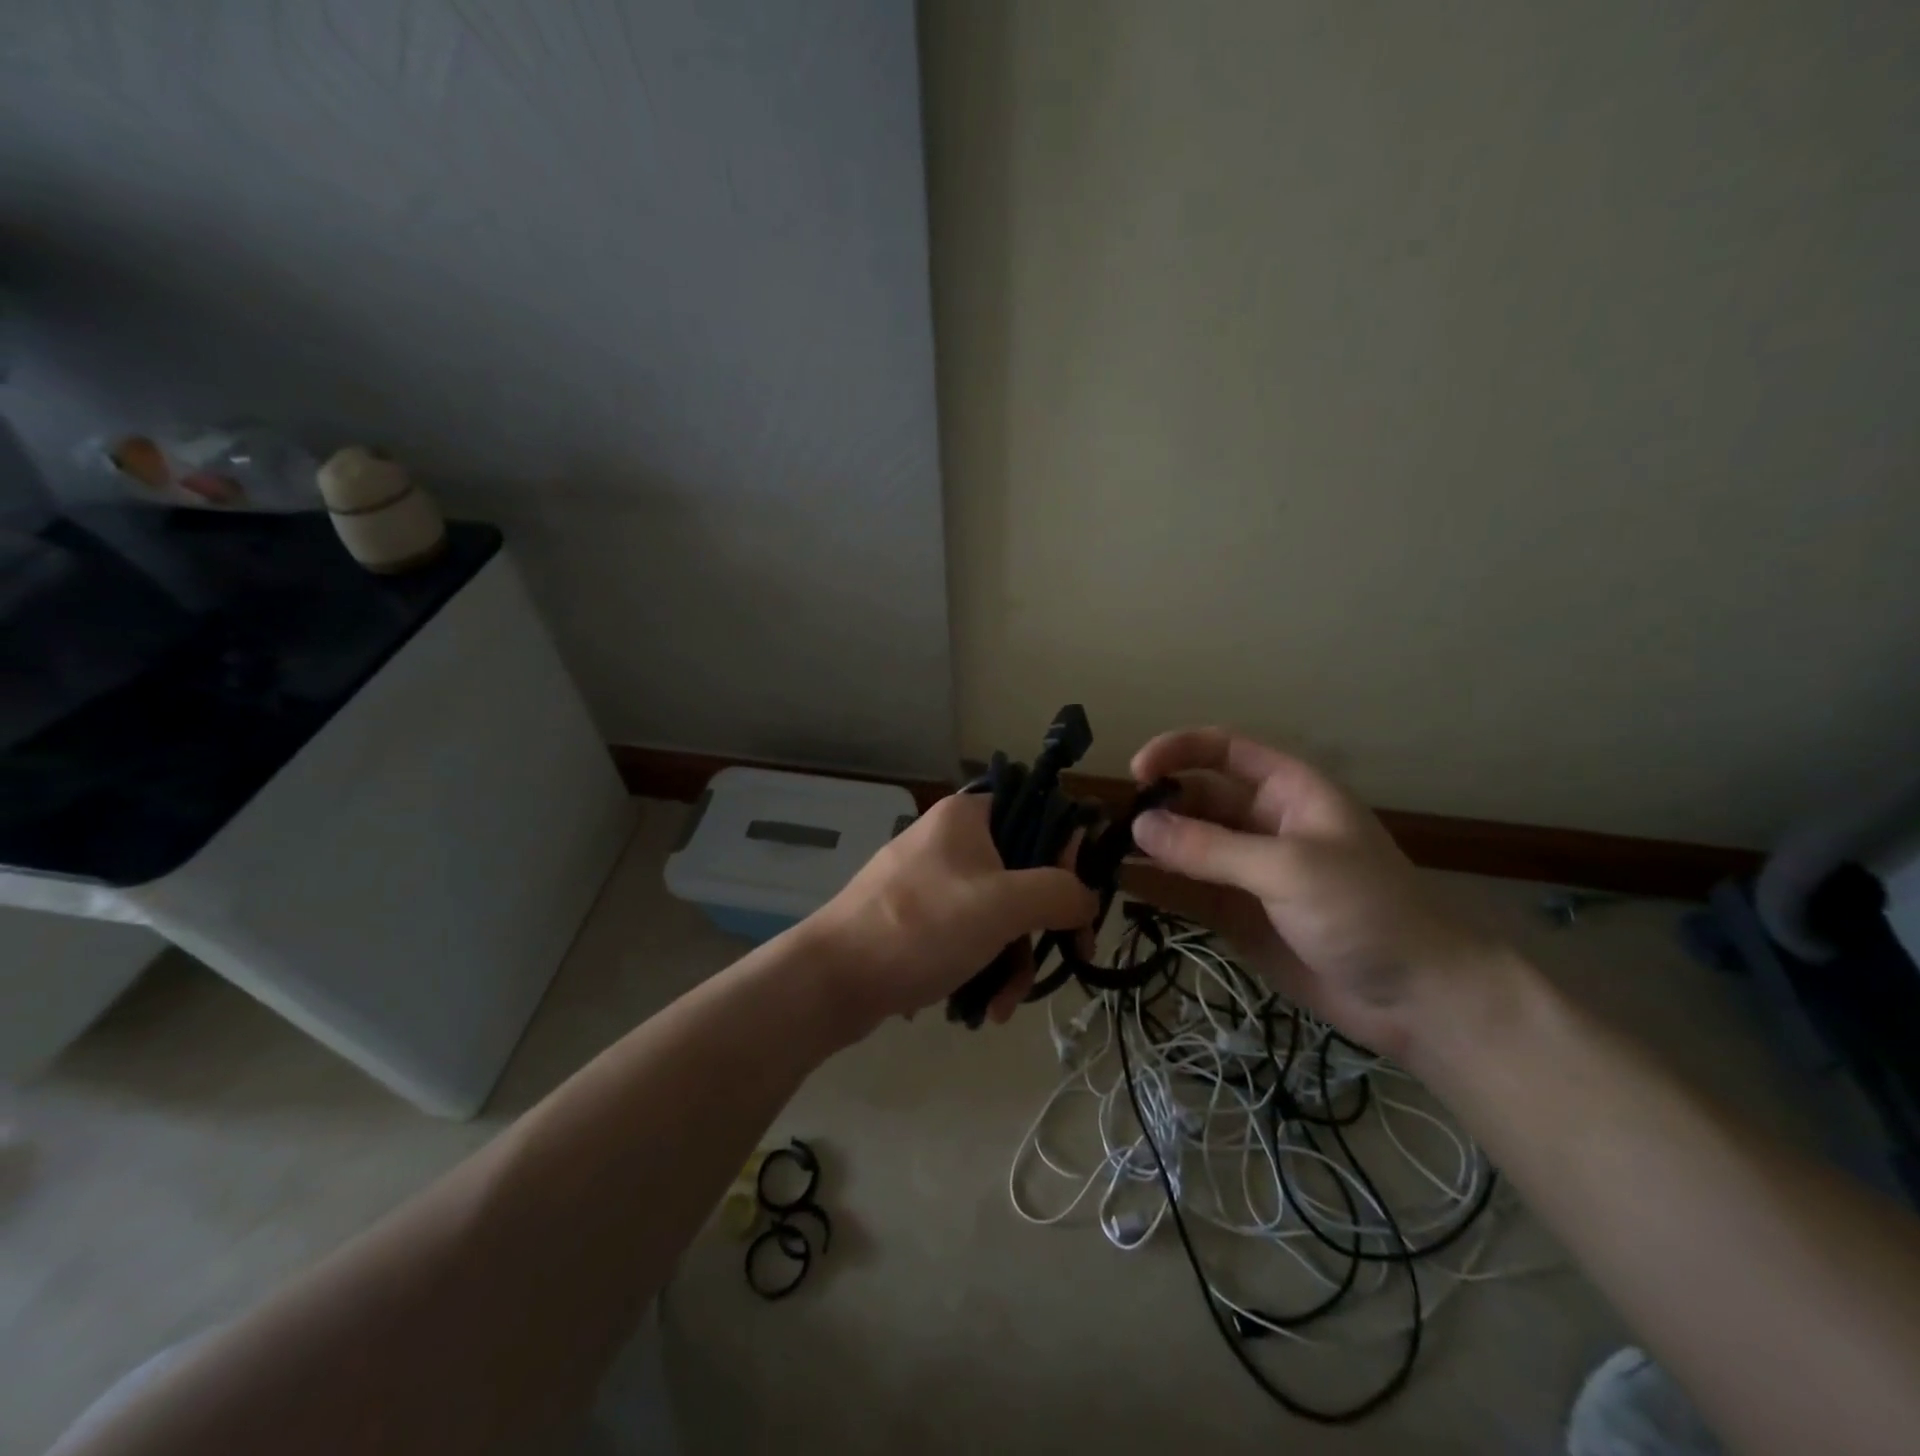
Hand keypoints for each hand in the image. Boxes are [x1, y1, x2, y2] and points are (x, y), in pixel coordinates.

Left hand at [807, 792, 1097, 1034]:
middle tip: (1065, 959)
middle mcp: (951, 840)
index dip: (1068, 858)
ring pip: (998, 912)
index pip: (1040, 816)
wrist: (832, 978)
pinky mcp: (917, 918)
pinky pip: (968, 934)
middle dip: (1040, 928)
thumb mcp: (1003, 905)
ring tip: (1000, 1005)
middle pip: (1023, 873)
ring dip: (1012, 959)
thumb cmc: (921, 927)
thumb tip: (1089, 897)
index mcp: (969, 816)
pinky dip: (982, 966)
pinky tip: (980, 1006)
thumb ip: (1059, 893)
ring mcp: (932, 880)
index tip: (1078, 904)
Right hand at [1121, 728, 1496, 1060]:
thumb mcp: (1290, 868)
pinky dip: (1155, 887)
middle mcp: (1261, 822)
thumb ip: (1211, 848)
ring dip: (1147, 847)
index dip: (1178, 751)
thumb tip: (1138, 826)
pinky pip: (1186, 890)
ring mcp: (1246, 870)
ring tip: (1100, 854)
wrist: (1417, 1000)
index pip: (1223, 751)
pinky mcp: (1236, 913)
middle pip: (1195, 798)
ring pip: (1185, 846)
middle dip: (1155, 806)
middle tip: (1108, 827)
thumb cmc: (1367, 912)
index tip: (1136, 773)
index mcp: (1287, 791)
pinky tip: (1120, 887)